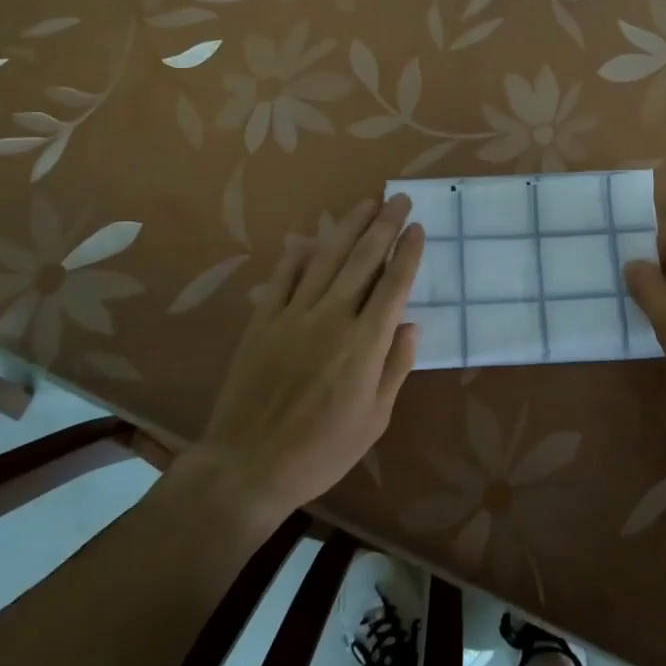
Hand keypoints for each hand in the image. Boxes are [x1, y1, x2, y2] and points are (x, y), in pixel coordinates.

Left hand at [200, 195, 422, 519]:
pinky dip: (297, 256)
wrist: (249, 467)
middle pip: (363, 260)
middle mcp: (332, 317)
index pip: (394, 284)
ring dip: (347, 228)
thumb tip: (411, 325)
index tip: (417, 227)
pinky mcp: (263, 322)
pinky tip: (308, 239)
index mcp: (365, 343)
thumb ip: (395, 367)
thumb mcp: (375, 419)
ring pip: (326, 259)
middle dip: (383, 226)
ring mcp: (293, 315)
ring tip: (365, 204)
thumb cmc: (322, 451)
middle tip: (398, 199)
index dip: (407, 252)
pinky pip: (282, 279)